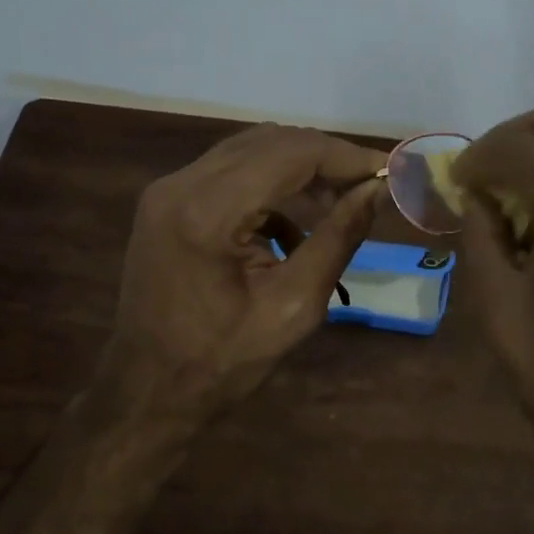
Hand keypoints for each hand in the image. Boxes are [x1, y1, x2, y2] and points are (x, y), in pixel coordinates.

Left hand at [111, 124, 386, 417]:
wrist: (146, 391)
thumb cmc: (222, 362)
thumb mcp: (294, 306)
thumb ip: (338, 238)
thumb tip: (377, 190)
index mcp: (207, 211)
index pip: (291, 153)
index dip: (345, 157)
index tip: (388, 172)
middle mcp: (181, 184)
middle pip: (270, 141)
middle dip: (326, 159)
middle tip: (368, 187)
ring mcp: (168, 189)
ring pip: (251, 150)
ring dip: (299, 169)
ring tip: (339, 203)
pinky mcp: (168, 201)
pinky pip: (230, 172)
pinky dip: (269, 186)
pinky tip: (293, 228)